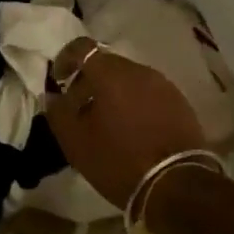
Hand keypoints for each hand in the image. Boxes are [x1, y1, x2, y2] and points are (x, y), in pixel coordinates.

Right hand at [45, 37, 205, 208]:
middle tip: (79, 110)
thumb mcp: (76, 143)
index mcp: (111, 74)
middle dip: (88, 81)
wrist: (178, 186)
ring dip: (112, 93)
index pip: (82, 47)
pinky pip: (148, 93)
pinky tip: (132, 130)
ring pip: (129, 79)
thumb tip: (53, 96)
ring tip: (106, 123)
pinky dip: (134, 103)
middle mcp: (139, 70)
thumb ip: (59, 113)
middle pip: (106, 64)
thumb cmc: (120, 161)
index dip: (65, 59)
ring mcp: (163, 85)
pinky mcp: (180, 102)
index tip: (58, 81)